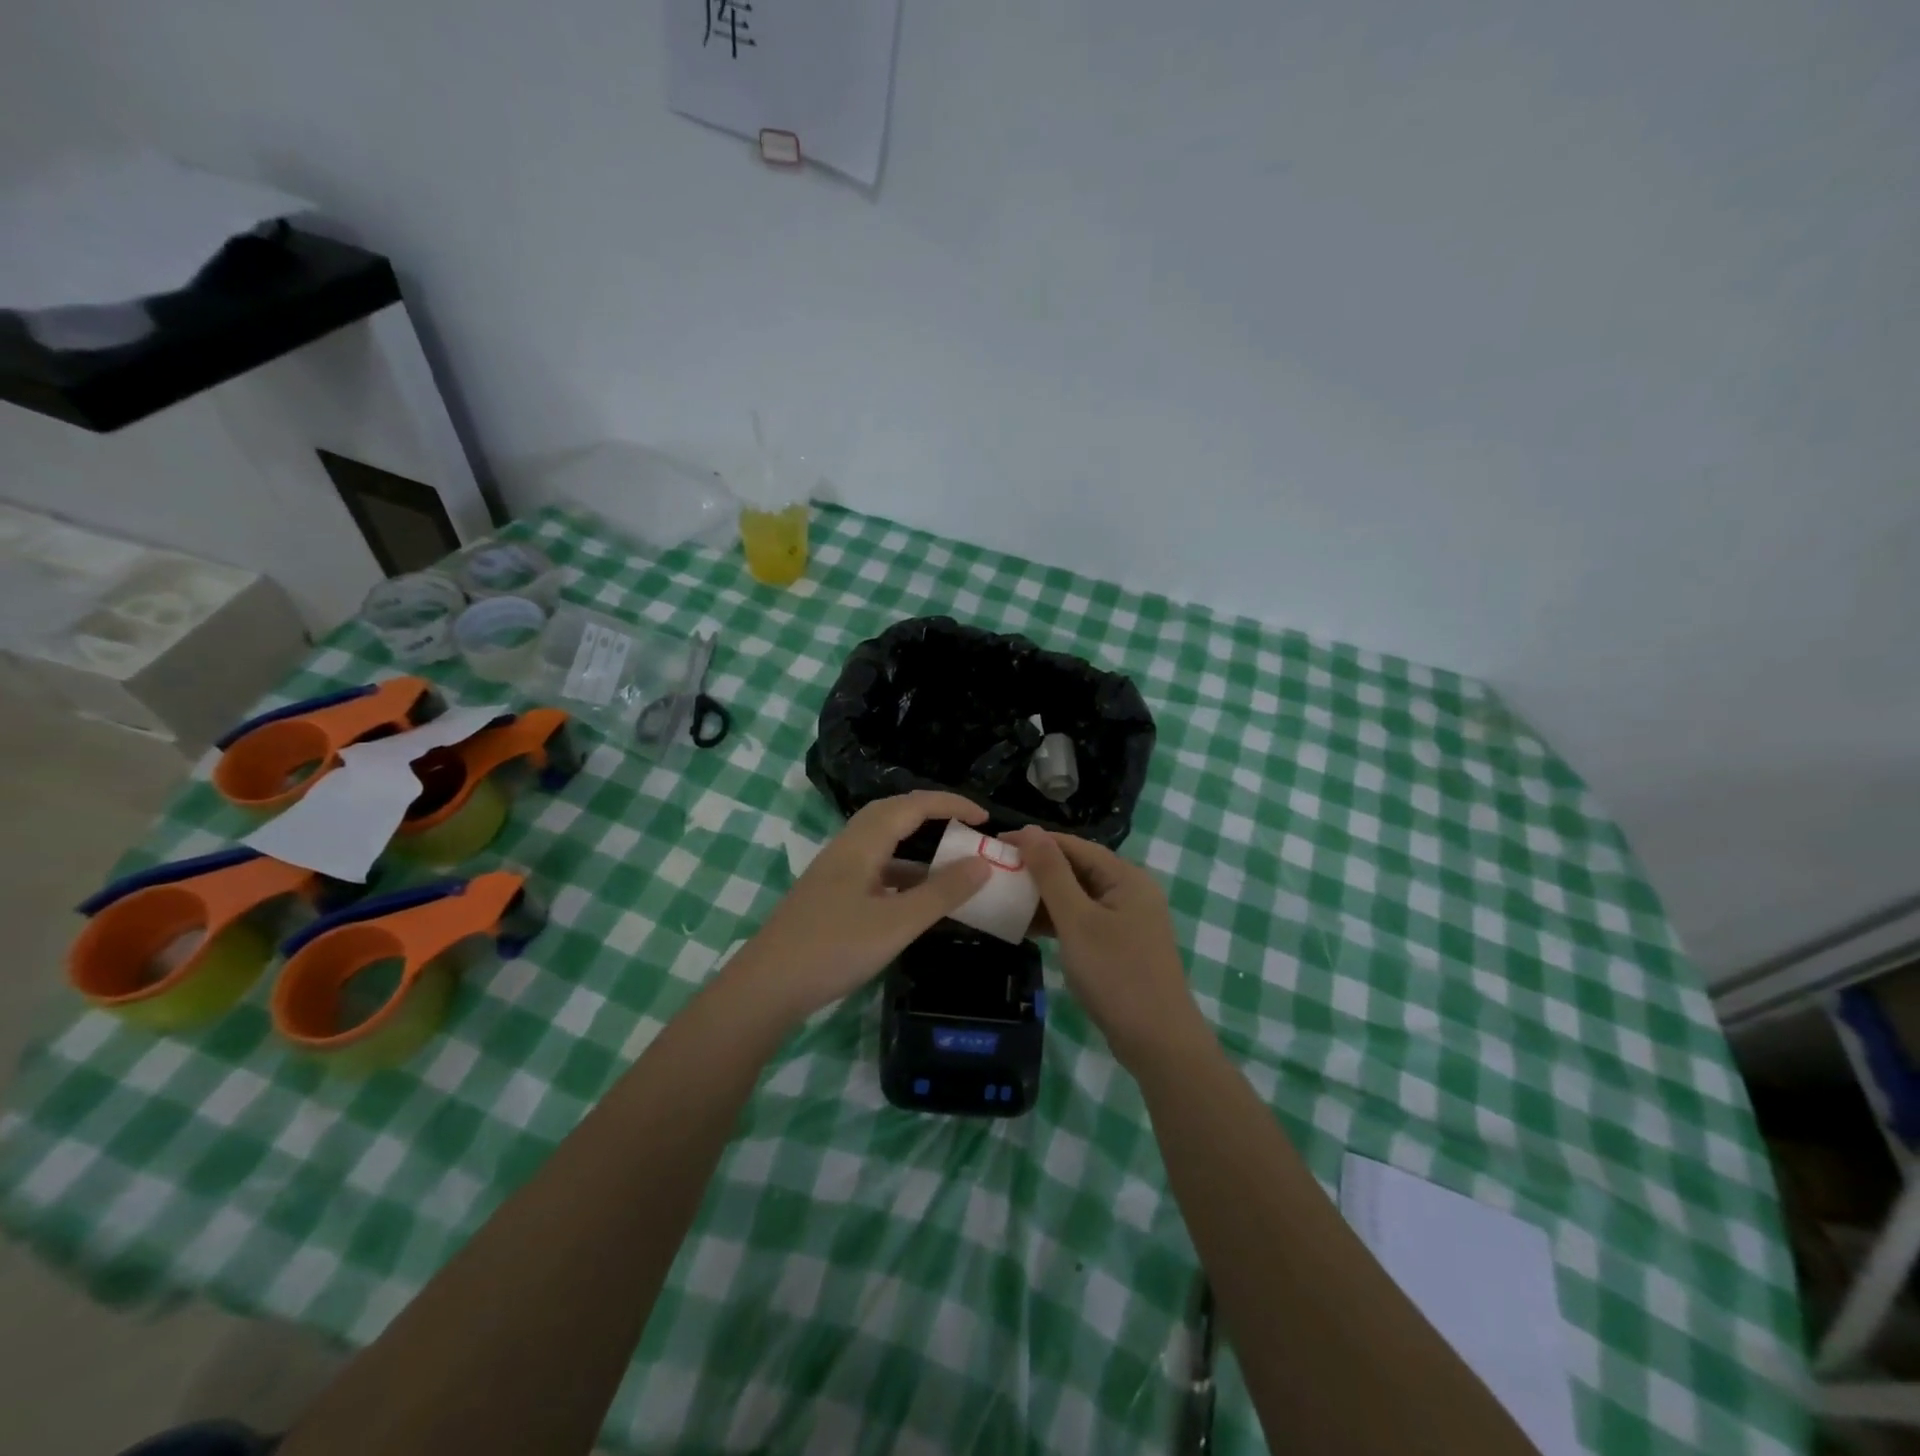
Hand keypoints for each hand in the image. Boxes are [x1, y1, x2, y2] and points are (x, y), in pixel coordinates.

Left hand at [723, 792, 992, 1026]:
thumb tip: (982, 862)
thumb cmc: (834, 949)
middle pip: (892, 814)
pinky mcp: (830, 896)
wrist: (767, 987)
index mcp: (862, 844)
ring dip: (916, 846)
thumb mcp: (897, 923)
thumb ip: (941, 892)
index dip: (949, 803)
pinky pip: (874, 869)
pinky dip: (901, 873)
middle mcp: (846, 848)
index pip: (912, 805)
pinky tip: (914, 899)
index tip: (984, 817)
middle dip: (931, 813)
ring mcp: (835, 873)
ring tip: (949, 863)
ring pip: (882, 843)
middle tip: (965, 827)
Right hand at [1004, 827, 1201, 1067]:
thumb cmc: (1116, 974)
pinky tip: (1029, 927)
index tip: (996, 843)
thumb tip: (1030, 831)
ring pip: (1078, 896)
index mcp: (1126, 876)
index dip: (1035, 841)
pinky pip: (1083, 920)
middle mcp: (1130, 890)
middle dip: (1037, 869)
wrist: (1158, 1042)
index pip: (1074, 845)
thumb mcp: (1077, 921)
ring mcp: (1127, 920)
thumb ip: (1052, 874)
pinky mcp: (1120, 945)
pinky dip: (1058, 920)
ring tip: (1005, 898)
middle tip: (996, 872)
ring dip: (1044, 897)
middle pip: (1077, 868)